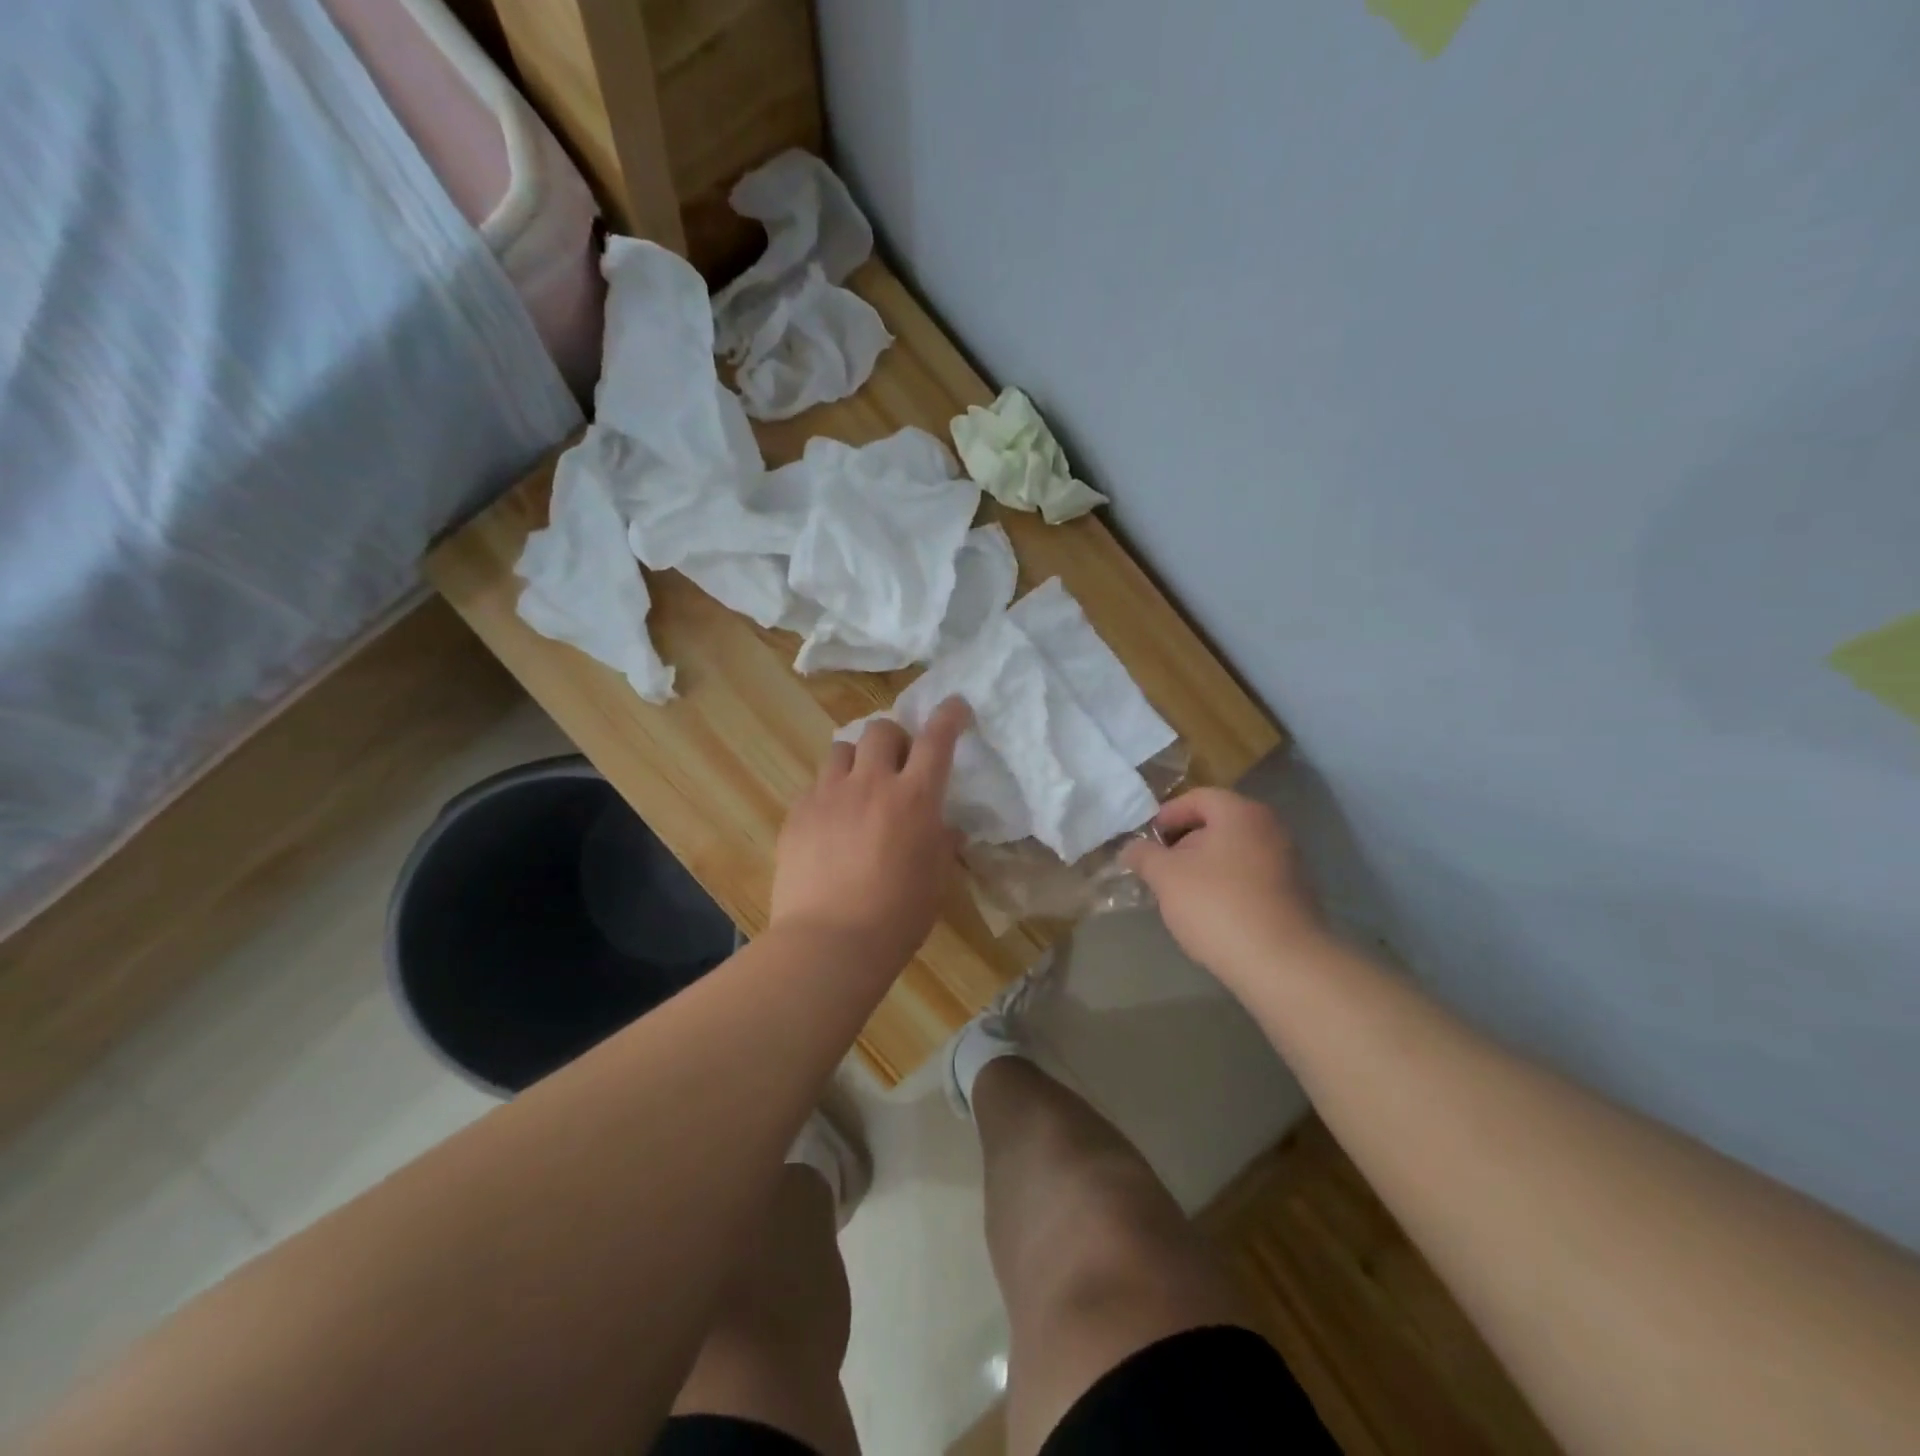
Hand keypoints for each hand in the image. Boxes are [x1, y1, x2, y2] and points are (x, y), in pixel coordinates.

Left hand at [770, 698, 970, 971]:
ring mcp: (828, 795)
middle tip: (897, 766)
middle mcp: (871, 783)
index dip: (949, 715)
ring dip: (857, 761)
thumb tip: (945, 827)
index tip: (955, 705)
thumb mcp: (934, 878)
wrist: (830, 941)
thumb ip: (940, 843)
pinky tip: (831, 824)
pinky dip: (829, 793)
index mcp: (914, 797)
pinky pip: (816, 785)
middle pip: (880, 729)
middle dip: (893, 739)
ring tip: (859, 789)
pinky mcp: (798, 813)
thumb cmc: (897, 916)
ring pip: (841, 749)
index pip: (936, 739)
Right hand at [1120, 788, 1325, 989]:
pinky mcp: (1295, 895)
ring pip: (1234, 853)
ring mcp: (1288, 862)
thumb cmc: (1217, 905)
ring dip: (1205, 868)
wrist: (1281, 963)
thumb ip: (1144, 855)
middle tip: (1160, 870)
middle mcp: (1270, 828)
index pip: (1197, 797)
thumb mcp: (1166, 876)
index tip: (1147, 842)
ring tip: (1182, 896)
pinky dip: (1228, 887)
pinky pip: (1251, 879)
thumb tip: (1131, 848)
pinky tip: (1212, 915)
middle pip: (1217, 824)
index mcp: (1240, 813)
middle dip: (1184, 844)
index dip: (1167, 816)